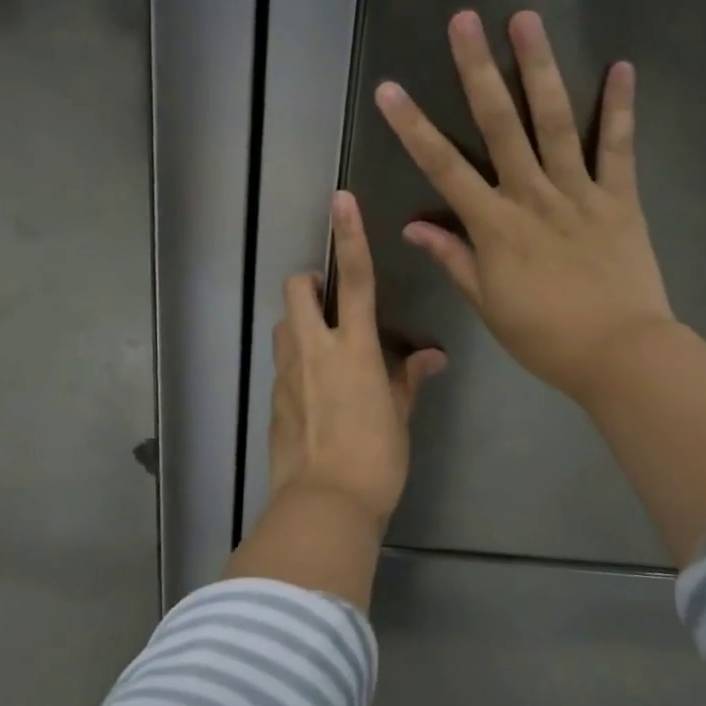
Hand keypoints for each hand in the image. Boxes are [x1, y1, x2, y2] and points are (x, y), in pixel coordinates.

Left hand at [269, 191, 446, 523]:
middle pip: (298, 290)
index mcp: (354, 349)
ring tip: (323, 345)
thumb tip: (431, 357)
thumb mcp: (399, 418)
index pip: (357, 281)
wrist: (323, 504)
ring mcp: (287, 373)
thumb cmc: (375, 459)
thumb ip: (408, 380)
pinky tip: (313, 389)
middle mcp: (315, 350)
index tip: (341, 201)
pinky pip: (281, 362)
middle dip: (309, 281)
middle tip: (328, 299)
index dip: (351, 238)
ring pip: (284, 323)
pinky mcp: (273, 398)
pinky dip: (295, 359)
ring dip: (299, 320)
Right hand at [375, 9, 675, 407]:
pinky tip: (621, 66)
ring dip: (539, 68)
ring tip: (526, 20)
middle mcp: (532, 196)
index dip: (413, 128)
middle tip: (464, 21)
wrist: (620, 354)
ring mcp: (579, 192)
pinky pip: (619, 148)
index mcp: (494, 225)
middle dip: (478, 70)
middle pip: (499, 125)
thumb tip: (413, 226)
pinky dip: (620, 108)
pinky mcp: (620, 198)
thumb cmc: (544, 336)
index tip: (390, 91)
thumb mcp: (487, 304)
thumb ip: (453, 258)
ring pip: (555, 122)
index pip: (443, 168)